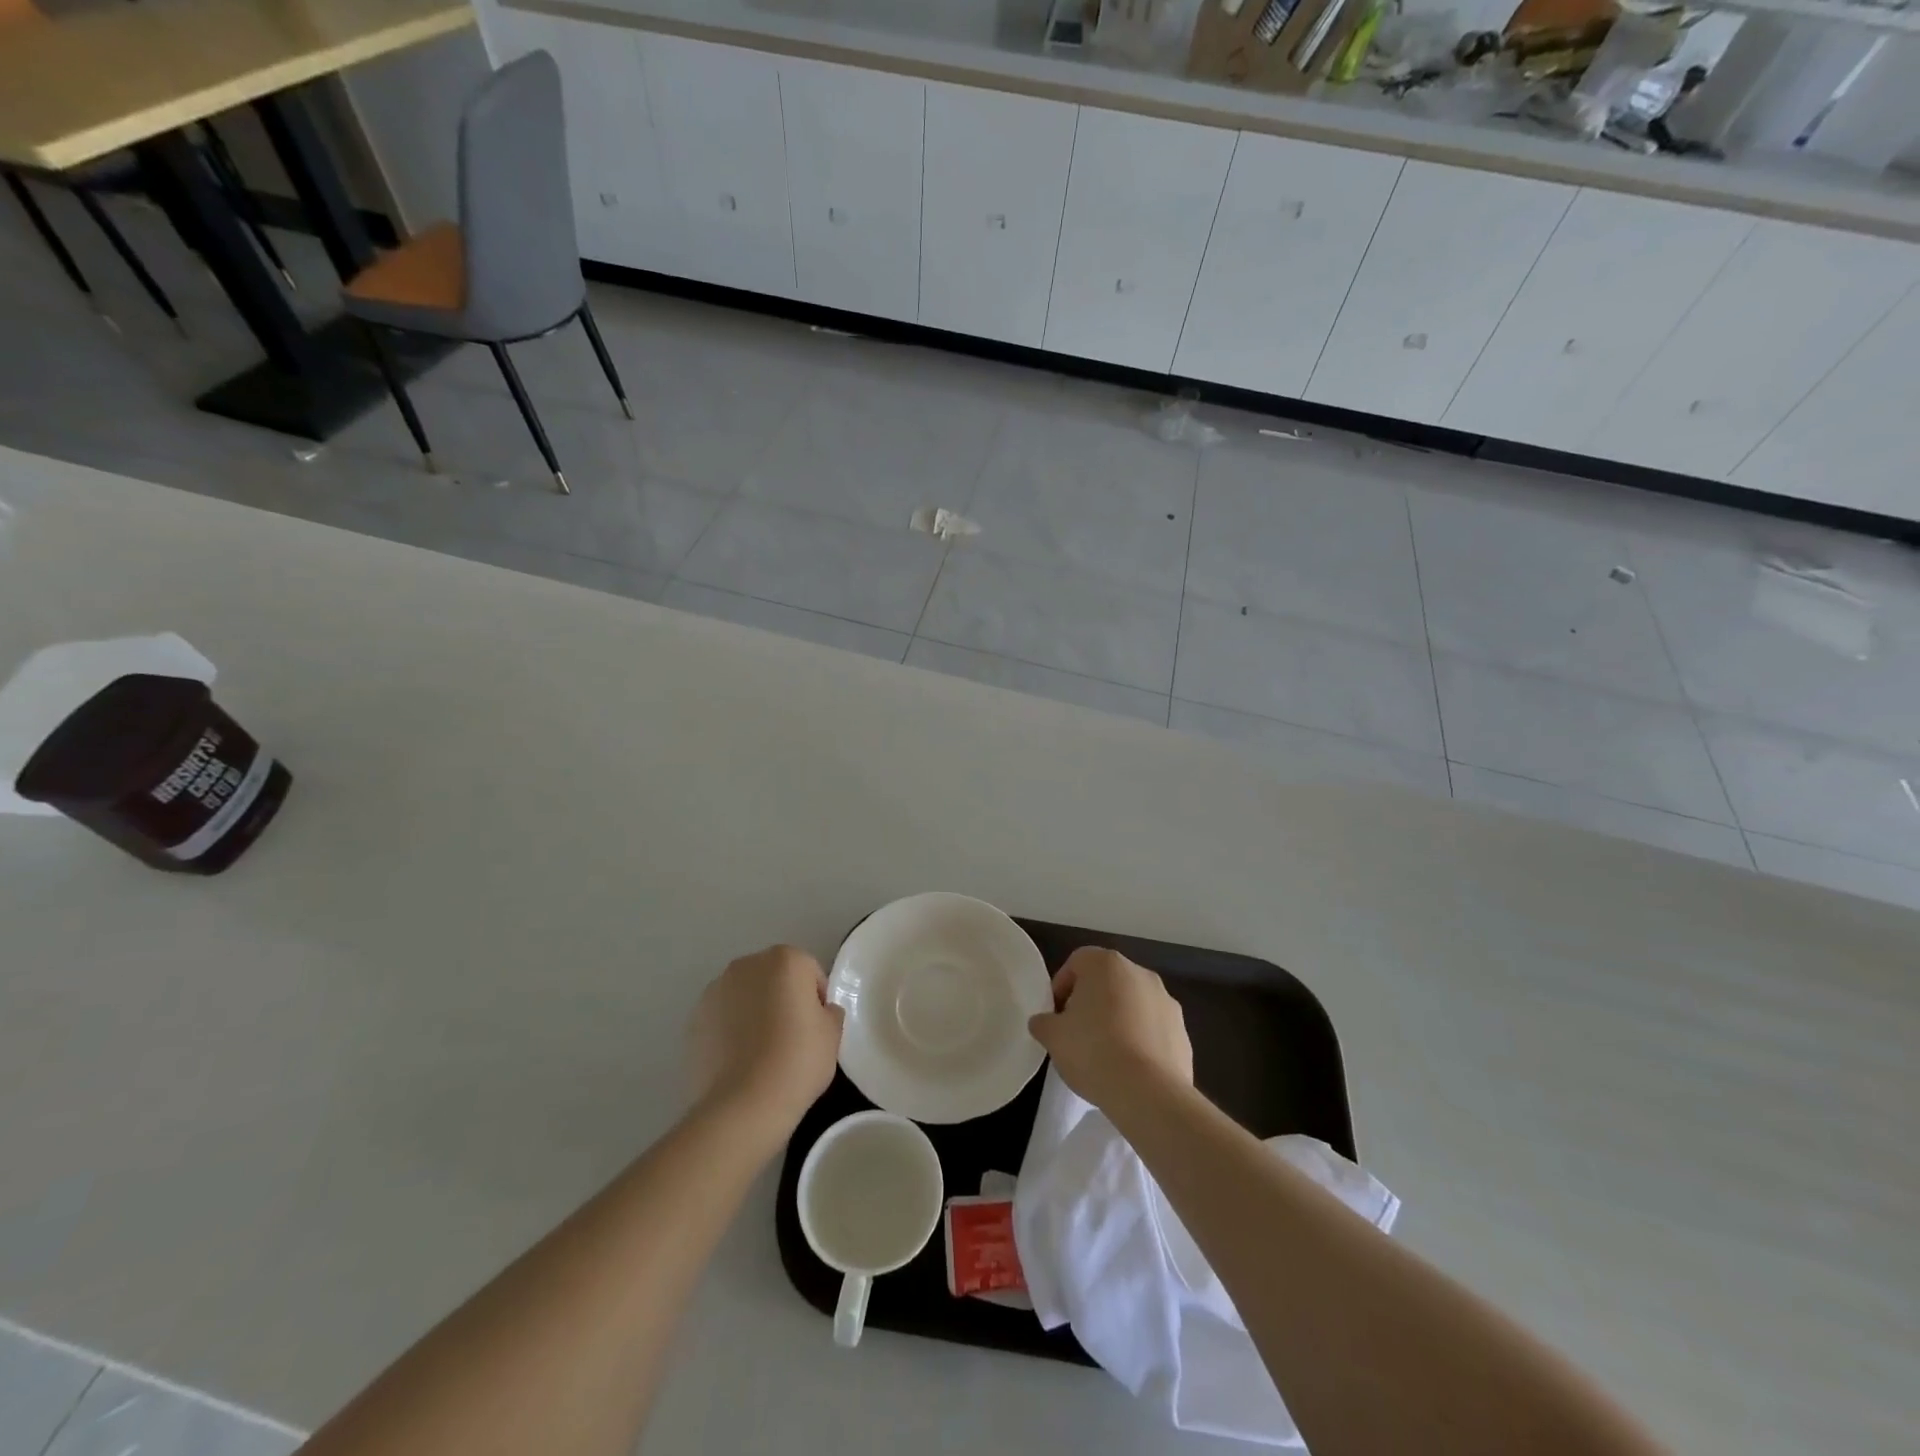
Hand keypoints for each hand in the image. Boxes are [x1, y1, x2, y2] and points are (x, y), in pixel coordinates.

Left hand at [690, 945, 843, 1148]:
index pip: (810, 972)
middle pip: (774, 977)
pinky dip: (730, 1030)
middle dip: (782, 998)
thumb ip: (830, 1012)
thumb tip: (820, 1012)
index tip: (816, 1029)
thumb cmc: (797, 1061)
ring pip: (745, 995)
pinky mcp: (694, 1019)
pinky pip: (723, 1018)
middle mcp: (747, 965)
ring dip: (754, 1012)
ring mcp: (716, 990)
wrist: (742, 1104)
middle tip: (791, 1038)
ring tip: (761, 1052)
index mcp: (785, 959)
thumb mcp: (833, 1035)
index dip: (816, 1000)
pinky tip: (739, 1061)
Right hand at [1027, 947, 1192, 1114]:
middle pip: (1107, 981)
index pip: (1077, 962)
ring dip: (1118, 1020)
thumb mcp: (1053, 1037)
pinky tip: (1129, 1068)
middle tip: (1076, 1033)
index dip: (1061, 987)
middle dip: (1090, 1002)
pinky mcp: (1183, 1032)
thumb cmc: (1093, 1051)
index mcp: (1106, 964)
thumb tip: (1043, 1022)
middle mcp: (1140, 973)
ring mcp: (1166, 1001)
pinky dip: (1140, 1041)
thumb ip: (1044, 1022)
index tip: (1056, 1015)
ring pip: (1132, 1004)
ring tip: (1104, 1054)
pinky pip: (1153, 1029)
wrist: (1149, 1093)